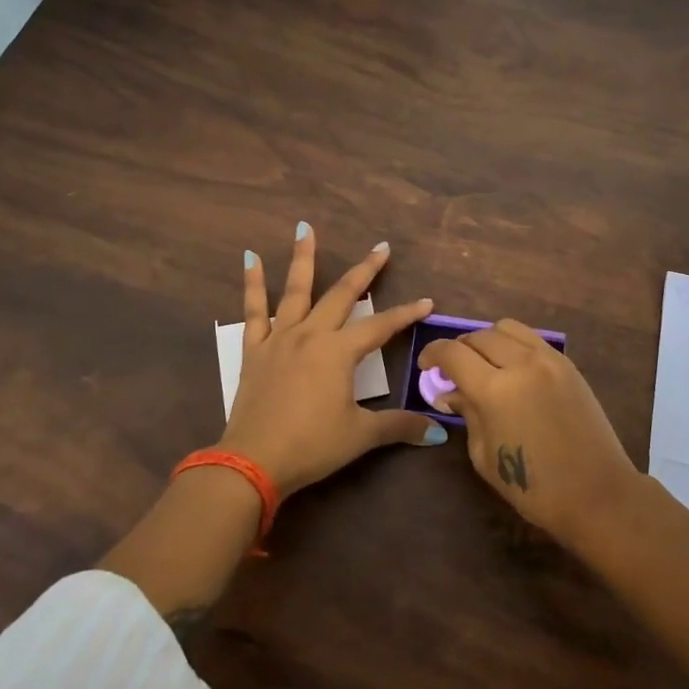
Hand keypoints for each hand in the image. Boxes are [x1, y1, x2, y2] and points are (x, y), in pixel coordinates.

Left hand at [218, 222, 443, 497]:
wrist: (254, 460)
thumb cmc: (312, 445)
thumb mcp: (361, 435)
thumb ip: (399, 426)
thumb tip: (438, 431)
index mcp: (339, 352)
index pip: (381, 326)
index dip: (405, 314)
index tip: (426, 301)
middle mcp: (311, 335)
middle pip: (342, 295)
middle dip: (364, 271)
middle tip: (381, 247)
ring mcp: (280, 338)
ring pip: (295, 290)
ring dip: (303, 258)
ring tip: (303, 227)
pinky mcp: (255, 350)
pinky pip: (253, 311)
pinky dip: (252, 284)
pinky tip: (250, 258)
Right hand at [417, 319, 638, 546]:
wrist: (597, 494)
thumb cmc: (534, 487)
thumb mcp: (485, 454)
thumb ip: (467, 413)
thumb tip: (451, 392)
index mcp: (495, 390)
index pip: (453, 353)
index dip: (433, 354)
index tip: (425, 365)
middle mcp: (521, 363)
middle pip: (479, 336)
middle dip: (459, 348)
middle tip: (452, 369)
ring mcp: (549, 360)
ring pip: (507, 328)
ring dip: (487, 340)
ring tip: (483, 363)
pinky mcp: (568, 365)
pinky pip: (532, 339)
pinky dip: (513, 345)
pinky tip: (511, 368)